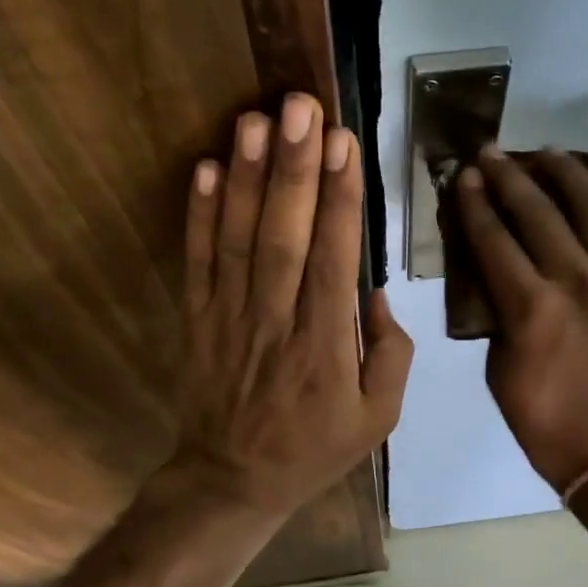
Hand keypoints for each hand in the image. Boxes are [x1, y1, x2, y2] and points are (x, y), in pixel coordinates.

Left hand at [171, 93, 412, 520]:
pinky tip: (206, 169)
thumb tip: (377, 293)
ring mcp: (230, 317)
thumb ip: (390, 355)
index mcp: (326, 344)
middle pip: (285, 235)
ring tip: (255, 119)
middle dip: (294, 167)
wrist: (233, 480)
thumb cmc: (314, 448)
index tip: (344, 144)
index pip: (334, 258)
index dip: (340, 199)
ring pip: (238, 238)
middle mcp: (277, 320)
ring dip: (246, 176)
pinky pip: (197, 261)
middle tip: (301, 106)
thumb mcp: (378, 419)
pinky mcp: (197, 318)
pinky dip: (199, 214)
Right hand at [454, 146, 587, 492]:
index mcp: (532, 309)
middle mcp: (579, 282)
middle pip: (540, 212)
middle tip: (493, 153)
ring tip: (551, 156)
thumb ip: (498, 317)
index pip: (494, 239)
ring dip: (570, 174)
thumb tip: (501, 280)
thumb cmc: (548, 424)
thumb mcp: (500, 373)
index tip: (465, 176)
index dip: (475, 204)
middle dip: (510, 177)